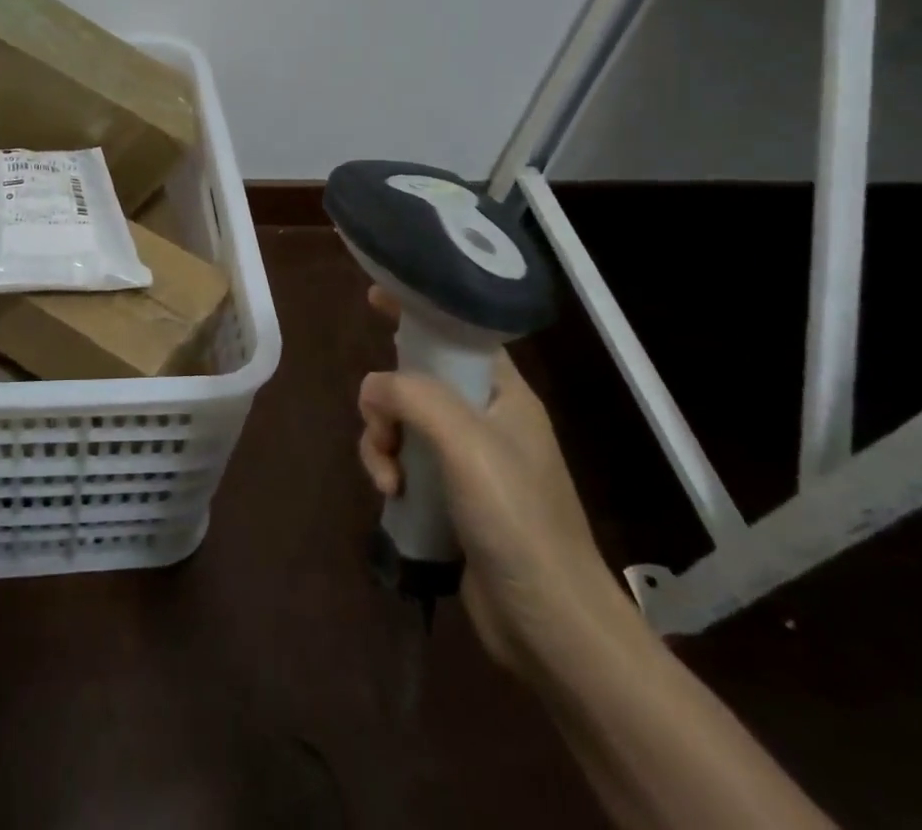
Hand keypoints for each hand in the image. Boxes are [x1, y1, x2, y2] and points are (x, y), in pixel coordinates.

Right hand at [358, 287, 628, 674]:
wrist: (549, 623)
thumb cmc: (516, 518)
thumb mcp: (465, 442)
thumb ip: (414, 396)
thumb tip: (372, 389)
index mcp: (504, 394)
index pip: (458, 333)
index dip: (419, 311)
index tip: (375, 297)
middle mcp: (486, 420)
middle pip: (418, 380)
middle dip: (388, 397)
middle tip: (380, 421)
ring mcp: (467, 461)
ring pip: (402, 424)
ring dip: (382, 441)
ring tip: (387, 476)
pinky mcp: (450, 498)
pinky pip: (404, 463)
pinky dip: (388, 471)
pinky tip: (390, 496)